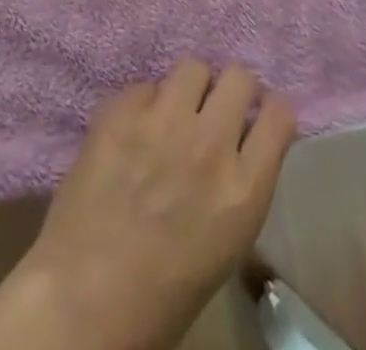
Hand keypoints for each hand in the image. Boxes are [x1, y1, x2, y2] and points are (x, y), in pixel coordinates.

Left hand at [16, 59, 297, 349]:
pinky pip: (145, 86)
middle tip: (216, 107)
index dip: (270, 110)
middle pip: (239, 77)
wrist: (86, 297)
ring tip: (175, 110)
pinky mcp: (122, 109)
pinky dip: (144, 104)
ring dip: (189, 87)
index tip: (258, 116)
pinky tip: (133, 130)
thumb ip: (237, 184)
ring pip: (192, 67)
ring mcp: (164, 120)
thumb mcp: (225, 244)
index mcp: (244, 189)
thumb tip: (236, 143)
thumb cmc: (164, 294)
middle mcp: (210, 143)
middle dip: (232, 89)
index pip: (279, 115)